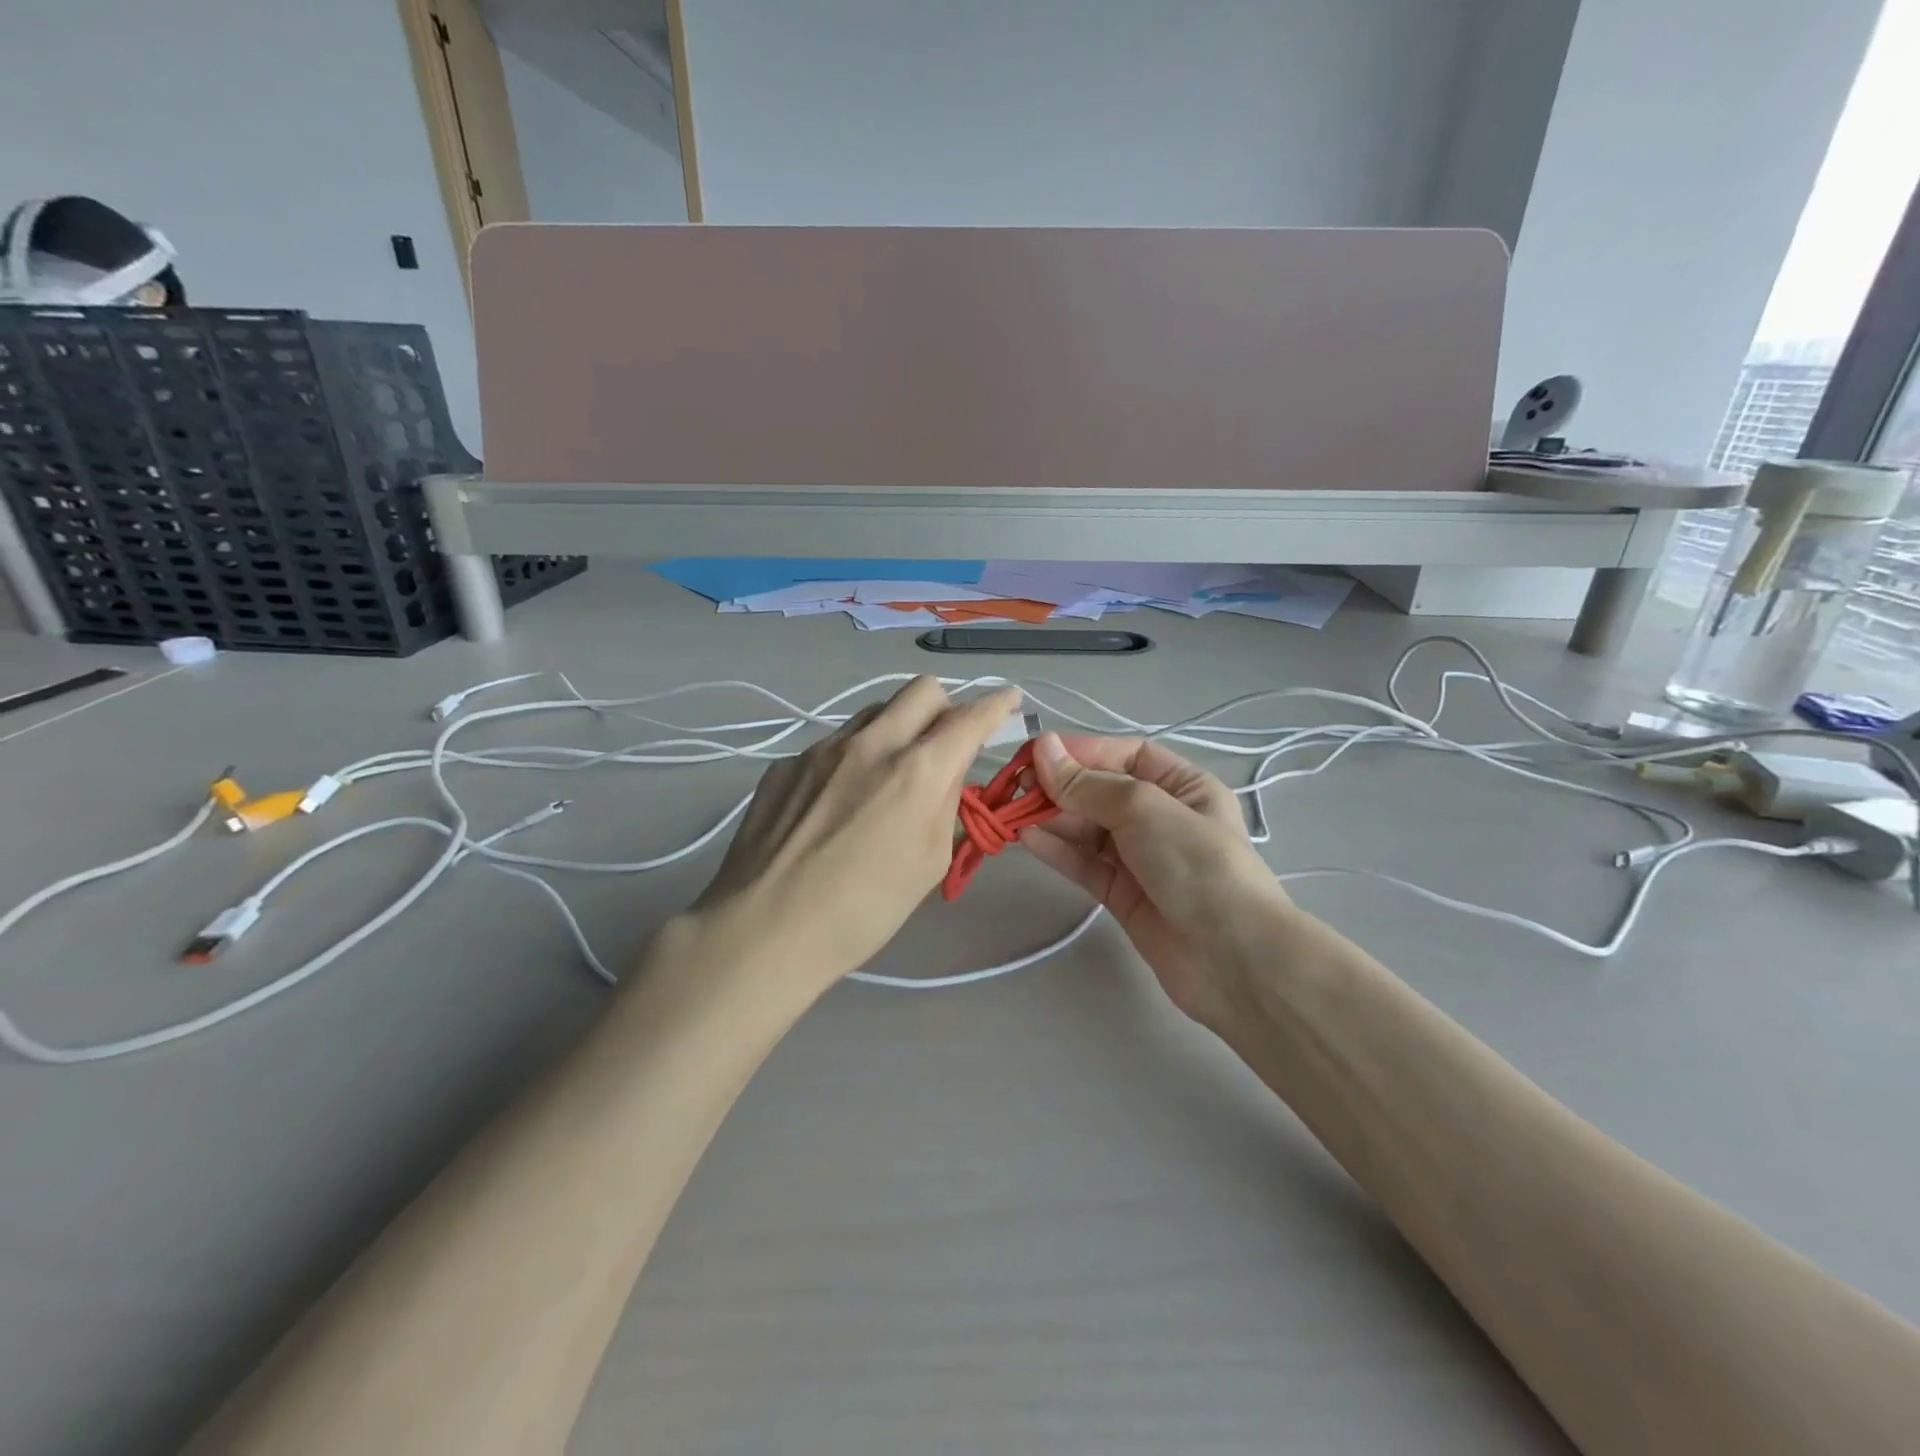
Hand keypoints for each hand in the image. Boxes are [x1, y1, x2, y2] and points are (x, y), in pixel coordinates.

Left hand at [691, 677, 1023, 986]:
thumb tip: (948, 770)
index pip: (970, 717)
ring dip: (896, 729)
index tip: (1008, 700)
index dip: (997, 704)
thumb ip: (945, 804)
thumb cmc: (863, 911)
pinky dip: (851, 759)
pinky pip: (833, 743)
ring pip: (875, 711)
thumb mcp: (928, 863)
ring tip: (887, 776)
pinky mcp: (786, 763)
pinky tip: (835, 804)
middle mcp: (871, 743)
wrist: (765, 930)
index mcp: (917, 771)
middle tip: (943, 744)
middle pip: (922, 689)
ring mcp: (822, 748)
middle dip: (945, 707)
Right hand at [1020, 732, 1292, 1023]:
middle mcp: (1163, 817)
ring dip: (1052, 817)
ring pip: (1089, 828)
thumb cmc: (1197, 865)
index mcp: (1184, 786)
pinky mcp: (1123, 894)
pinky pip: (1085, 863)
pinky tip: (1027, 839)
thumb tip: (1043, 749)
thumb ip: (1089, 784)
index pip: (1126, 756)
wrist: (1231, 959)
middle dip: (1061, 786)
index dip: (1082, 751)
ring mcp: (1142, 858)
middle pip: (1101, 791)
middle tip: (1017, 787)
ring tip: (1013, 812)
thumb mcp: (1145, 809)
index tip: (1036, 754)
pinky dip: (1057, 850)